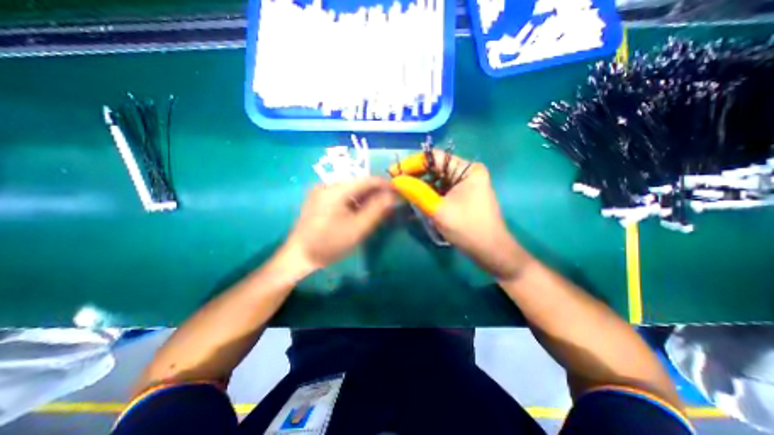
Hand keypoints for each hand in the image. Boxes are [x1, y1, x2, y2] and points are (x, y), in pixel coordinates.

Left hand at [282, 176, 394, 270]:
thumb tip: (391, 196)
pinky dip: (354, 202)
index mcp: (336, 189)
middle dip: (375, 194)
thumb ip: (376, 210)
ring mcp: (321, 191)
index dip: (384, 185)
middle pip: (358, 184)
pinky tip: (360, 212)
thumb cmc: (329, 243)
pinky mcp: (319, 199)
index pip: (367, 180)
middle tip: (388, 205)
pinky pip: (342, 196)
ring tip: (377, 210)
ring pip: (351, 190)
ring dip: (365, 199)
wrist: (299, 256)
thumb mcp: (357, 228)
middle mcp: (328, 185)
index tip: (397, 192)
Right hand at [390, 152, 528, 279]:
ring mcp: (465, 185)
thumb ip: (416, 192)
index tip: (393, 171)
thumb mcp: (439, 210)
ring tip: (402, 191)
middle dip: (415, 175)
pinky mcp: (462, 196)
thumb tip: (395, 180)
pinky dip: (428, 193)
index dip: (412, 163)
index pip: (435, 157)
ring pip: (437, 179)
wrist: (491, 253)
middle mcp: (467, 173)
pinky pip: (441, 190)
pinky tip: (415, 199)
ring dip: (420, 185)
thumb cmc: (468, 230)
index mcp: (467, 170)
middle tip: (395, 183)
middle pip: (436, 168)